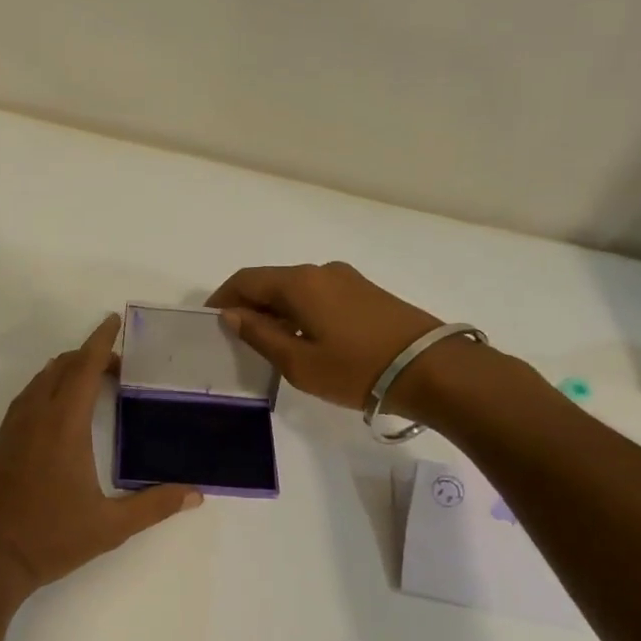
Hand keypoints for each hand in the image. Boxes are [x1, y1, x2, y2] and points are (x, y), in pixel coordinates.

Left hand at [0, 314, 202, 607]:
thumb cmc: (50, 537)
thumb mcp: (110, 526)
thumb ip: (154, 506)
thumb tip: (195, 494)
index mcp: (63, 426)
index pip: (83, 369)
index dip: (100, 341)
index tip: (113, 320)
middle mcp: (35, 417)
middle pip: (60, 368)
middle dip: (88, 356)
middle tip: (118, 366)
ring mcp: (12, 430)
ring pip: (39, 381)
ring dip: (65, 371)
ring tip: (92, 382)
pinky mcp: (0, 444)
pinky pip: (26, 399)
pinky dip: (46, 388)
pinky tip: (58, 412)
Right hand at [207, 262, 445, 413]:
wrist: (432, 369)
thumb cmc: (356, 368)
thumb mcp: (298, 362)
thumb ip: (260, 335)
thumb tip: (232, 314)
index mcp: (299, 283)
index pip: (246, 280)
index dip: (222, 297)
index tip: (208, 321)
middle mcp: (321, 271)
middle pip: (271, 282)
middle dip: (248, 304)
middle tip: (236, 337)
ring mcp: (347, 280)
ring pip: (296, 289)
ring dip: (275, 310)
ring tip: (269, 342)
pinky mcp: (366, 293)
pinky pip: (318, 296)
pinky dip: (299, 311)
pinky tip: (303, 338)